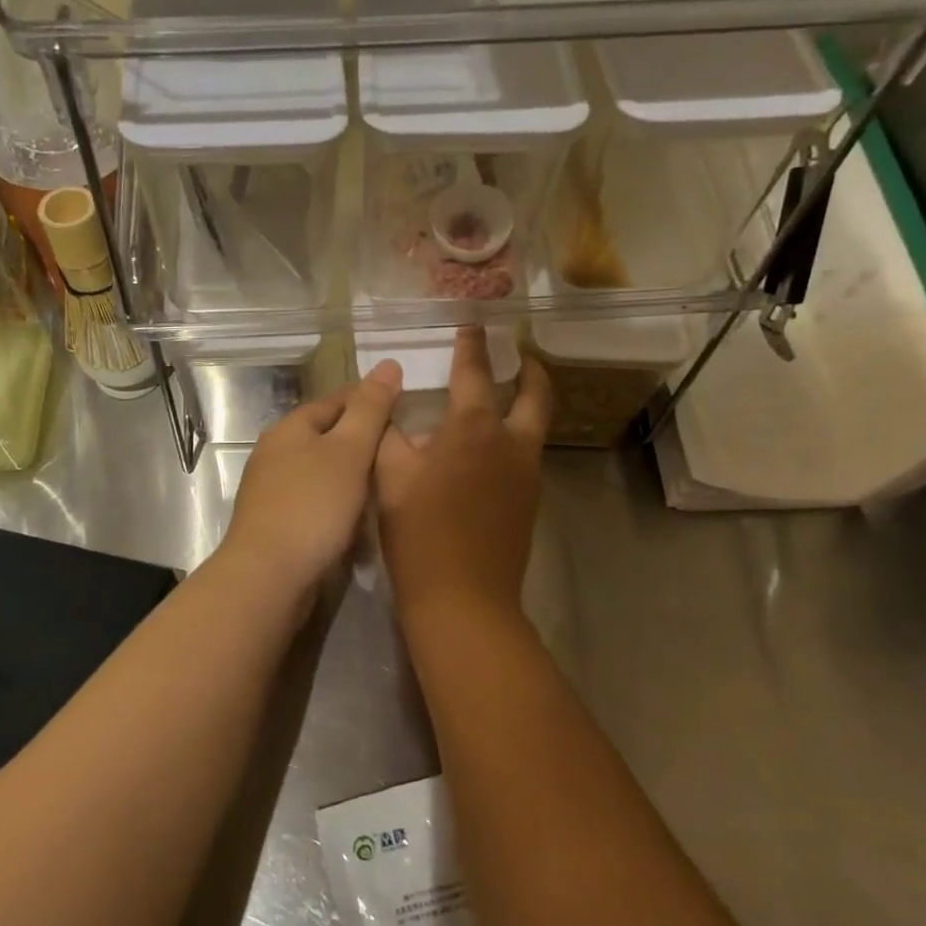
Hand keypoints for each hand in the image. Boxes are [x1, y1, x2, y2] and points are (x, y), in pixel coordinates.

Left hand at [223, 361, 403, 595]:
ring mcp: (272, 489)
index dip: (372, 401)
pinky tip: (359, 517)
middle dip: (363, 440)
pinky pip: (315, 501)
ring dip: (352, 475)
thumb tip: (389, 364)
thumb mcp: (349, 451)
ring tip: (389, 483)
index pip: (338, 400)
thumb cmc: (313, 506)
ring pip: (322, 470)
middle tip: (405, 452)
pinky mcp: (276, 522)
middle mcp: (276, 452)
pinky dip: (339, 503)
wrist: (269, 576)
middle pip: (328, 435)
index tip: (407, 410)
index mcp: (291, 427)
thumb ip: (370, 409)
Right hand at [375, 328, 551, 625]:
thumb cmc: (420, 533)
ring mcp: (526, 476)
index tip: (474, 325)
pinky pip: (525, 457)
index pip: (475, 374)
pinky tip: (486, 453)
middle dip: (530, 370)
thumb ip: (389, 437)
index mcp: (474, 429)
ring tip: (501, 400)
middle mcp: (511, 444)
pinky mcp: (528, 504)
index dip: (472, 346)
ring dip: (524, 406)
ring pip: (534, 428)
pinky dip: (513, 440)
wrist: (463, 599)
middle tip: (520, 356)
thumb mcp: (389, 478)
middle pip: (536, 395)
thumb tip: (393, 418)